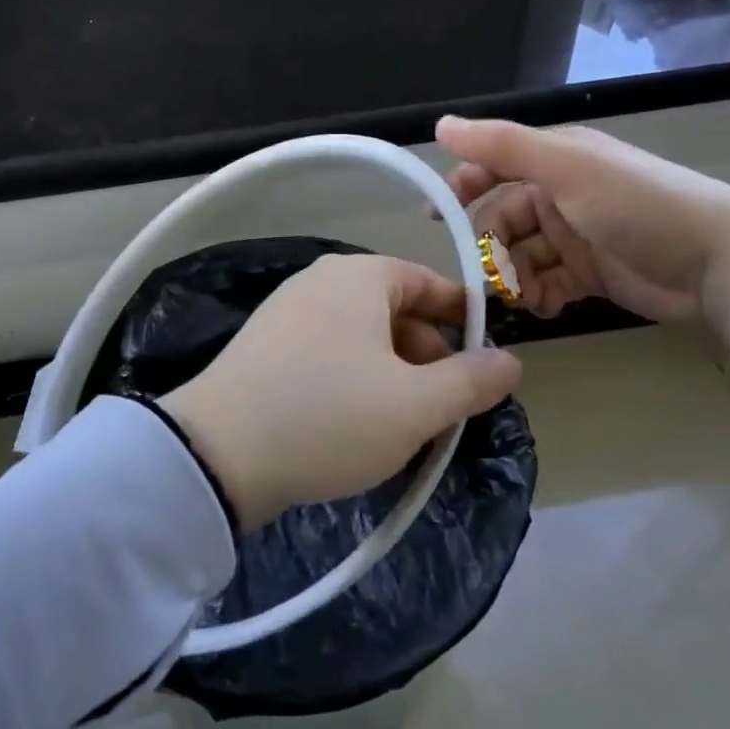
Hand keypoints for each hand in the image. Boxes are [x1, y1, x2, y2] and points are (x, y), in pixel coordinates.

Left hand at [161, 254, 521, 531]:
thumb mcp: (416, 405)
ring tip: (405, 428)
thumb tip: (510, 361)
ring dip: (393, 377)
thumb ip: (471, 381)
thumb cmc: (330, 415)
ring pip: (362, 338)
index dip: (464, 320)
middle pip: (395, 311)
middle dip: (428, 358)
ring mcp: (287, 312)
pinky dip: (355, 382)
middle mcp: (320, 281)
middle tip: (445, 411)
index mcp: (359, 276)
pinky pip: (329, 354)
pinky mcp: (265, 347)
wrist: (218, 452)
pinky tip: (357, 428)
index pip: (428, 283)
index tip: (486, 361)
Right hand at [437, 115, 729, 324]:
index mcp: (554, 161)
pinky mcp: (589, 274)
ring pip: (521, 256)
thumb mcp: (566, 167)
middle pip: (502, 219)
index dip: (463, 189)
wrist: (717, 263)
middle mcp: (560, 194)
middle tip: (491, 275)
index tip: (439, 220)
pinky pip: (547, 282)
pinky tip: (546, 305)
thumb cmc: (637, 205)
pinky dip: (540, 295)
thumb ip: (502, 147)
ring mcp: (575, 236)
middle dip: (492, 247)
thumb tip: (439, 125)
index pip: (493, 167)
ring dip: (515, 277)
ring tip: (524, 297)